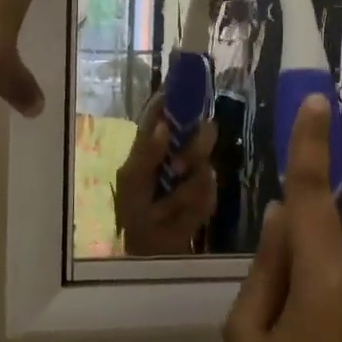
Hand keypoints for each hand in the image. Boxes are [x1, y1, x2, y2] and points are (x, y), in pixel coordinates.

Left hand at [114, 97, 217, 255]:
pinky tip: (177, 218)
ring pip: (206, 166)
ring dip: (184, 191)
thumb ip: (146, 152)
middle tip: (177, 169)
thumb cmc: (132, 212)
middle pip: (202, 131)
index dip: (177, 96)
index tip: (188, 90)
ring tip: (166, 209)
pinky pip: (209, 195)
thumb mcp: (131, 181)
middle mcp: (179, 152)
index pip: (167, 111)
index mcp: (154, 142)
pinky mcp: (209, 197)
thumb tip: (165, 126)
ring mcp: (196, 174)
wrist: (148, 251)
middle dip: (194, 150)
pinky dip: (191, 209)